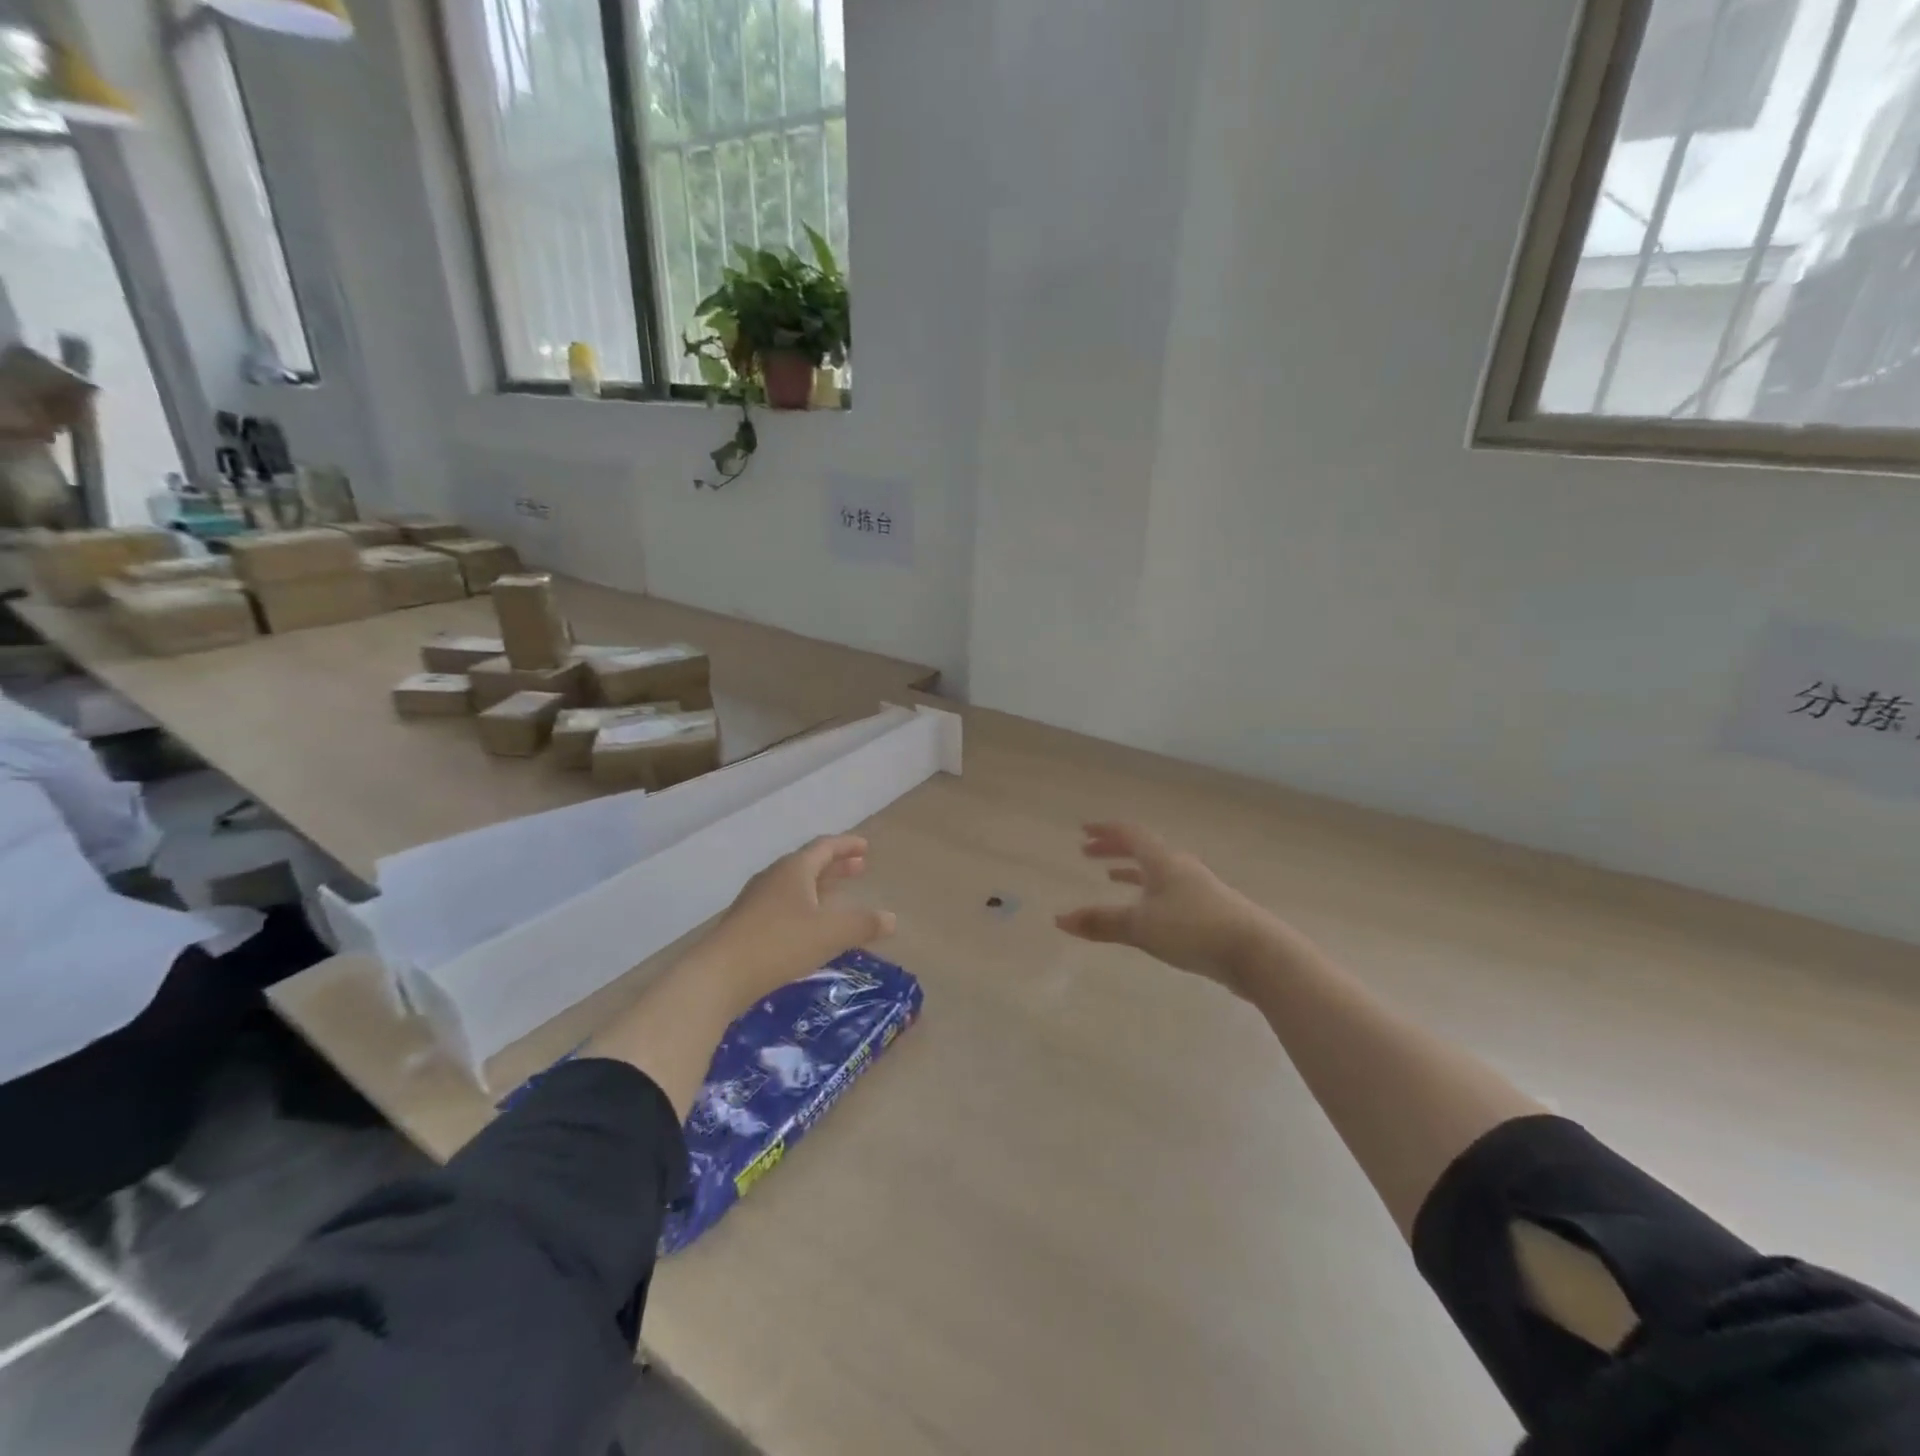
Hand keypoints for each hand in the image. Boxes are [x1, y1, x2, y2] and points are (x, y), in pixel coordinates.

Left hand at [694, 835, 895, 1000]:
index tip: (865, 847)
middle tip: (858, 868)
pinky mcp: (746, 924)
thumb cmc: (779, 944)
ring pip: (794, 885)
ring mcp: (756, 901)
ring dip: (819, 886)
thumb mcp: (830, 934)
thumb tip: (891, 918)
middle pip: (809, 864)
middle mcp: (774, 878)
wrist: (719, 975)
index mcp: (794, 869)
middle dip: (835, 865)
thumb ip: (863, 924)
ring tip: (837, 896)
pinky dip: (803, 906)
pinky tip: (808, 926)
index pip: (824, 847)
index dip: (847, 845)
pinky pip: (783, 905)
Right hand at [1055, 823, 1274, 991]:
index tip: (1083, 830)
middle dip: (1113, 850)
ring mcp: (1198, 889)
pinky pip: (1169, 892)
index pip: (1129, 834)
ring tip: (1112, 878)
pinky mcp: (1209, 912)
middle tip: (1087, 852)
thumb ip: (1102, 922)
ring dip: (1132, 872)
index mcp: (1163, 861)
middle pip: (1143, 850)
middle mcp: (1180, 868)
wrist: (1256, 952)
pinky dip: (1149, 894)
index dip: (1105, 831)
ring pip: (1157, 872)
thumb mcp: (1141, 926)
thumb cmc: (1193, 929)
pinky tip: (1148, 913)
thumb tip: (1060, 919)